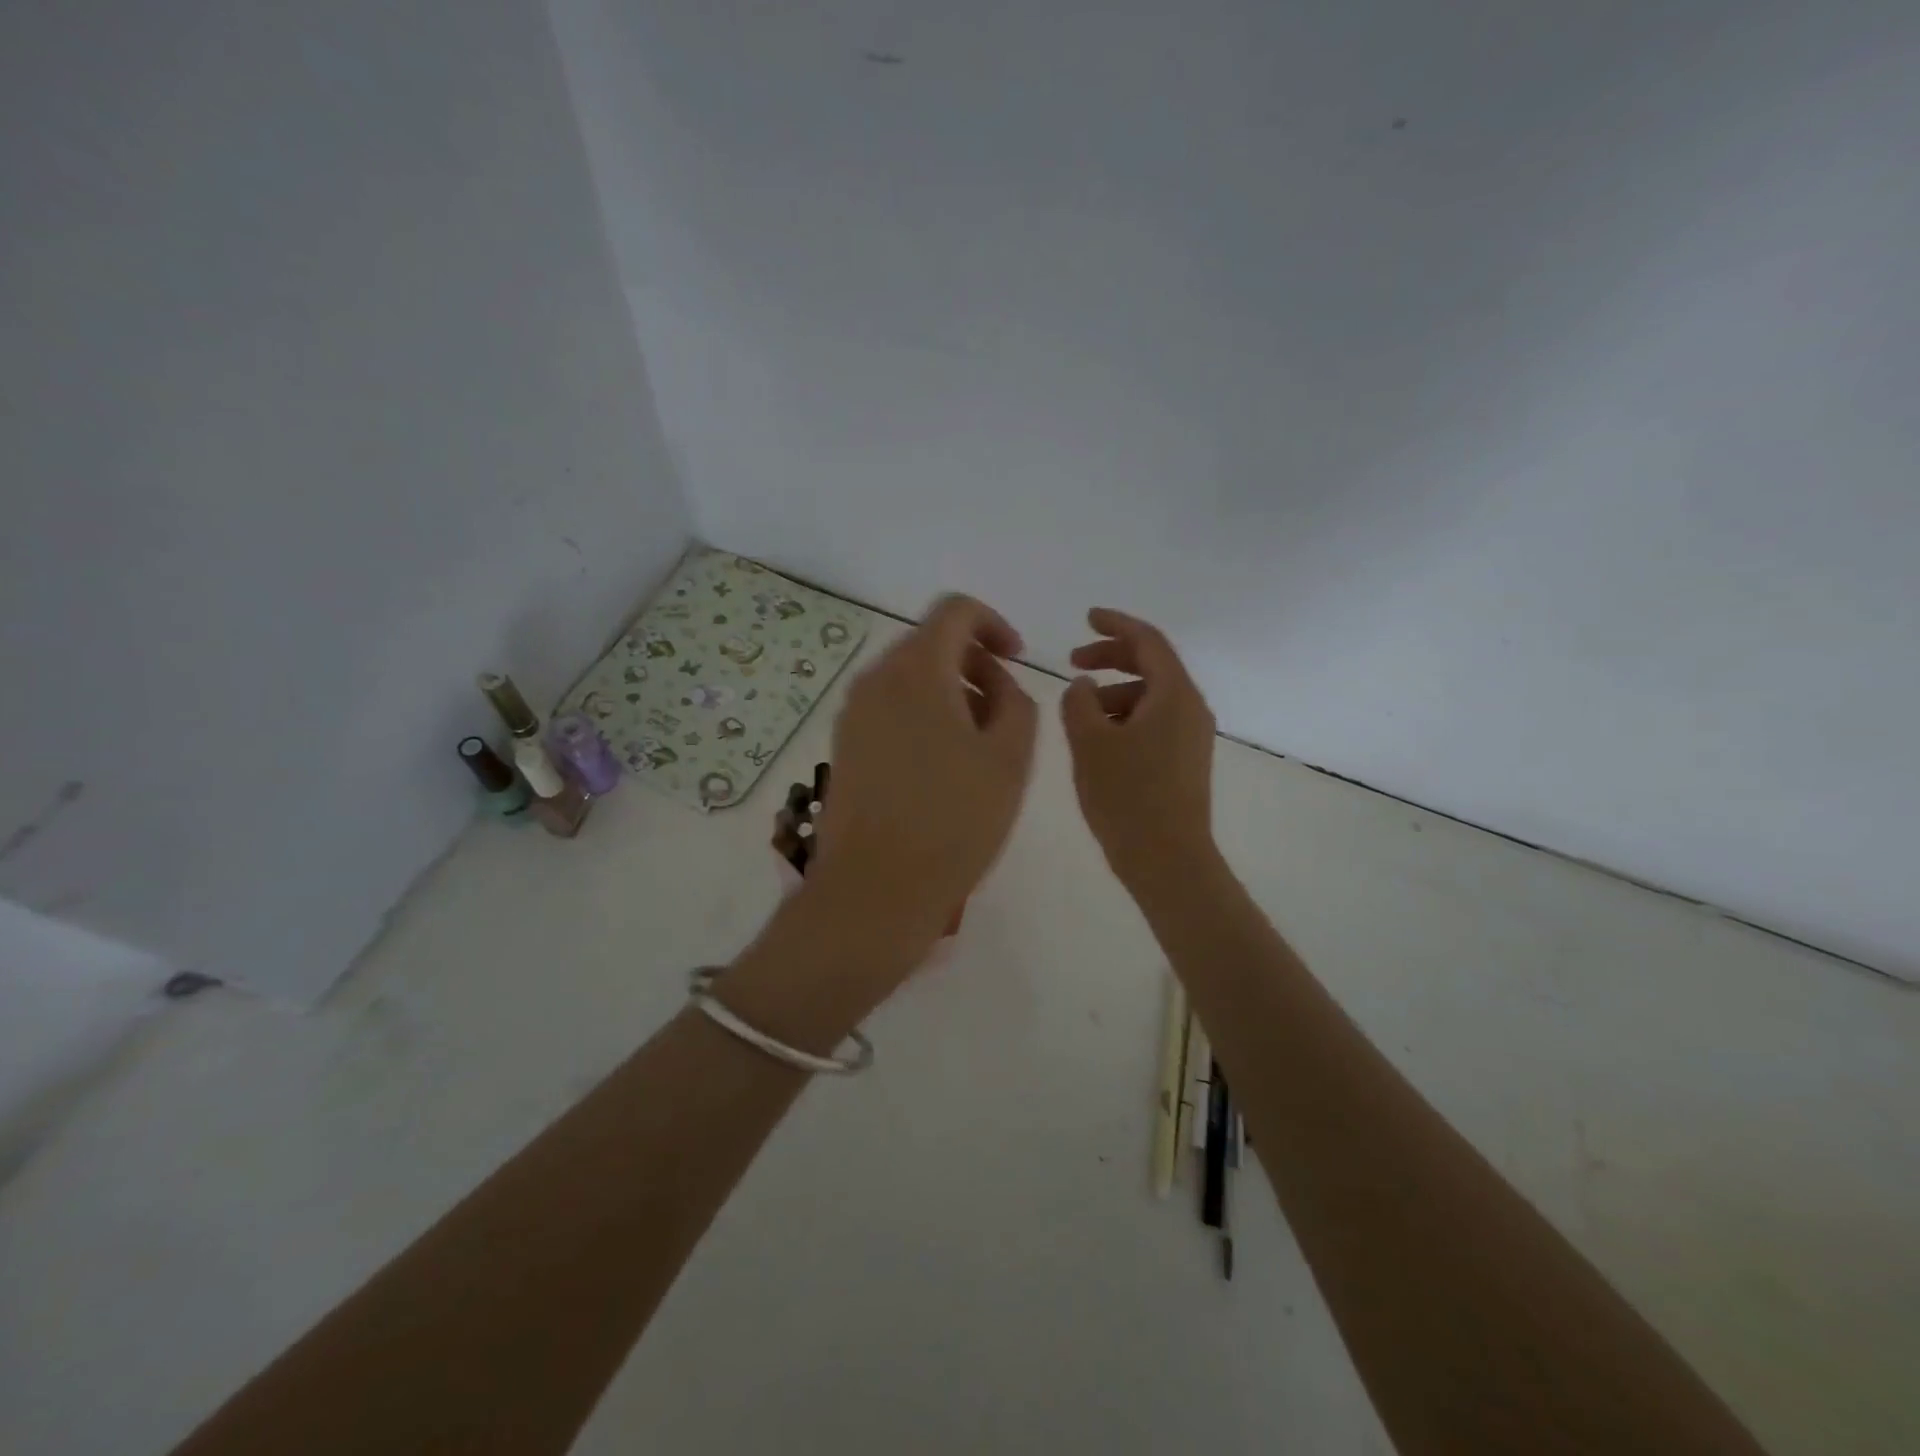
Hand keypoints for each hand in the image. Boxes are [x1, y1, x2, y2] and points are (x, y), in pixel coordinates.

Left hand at [810, 594, 1038, 948]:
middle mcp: (875, 679)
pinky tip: (942, 765)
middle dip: (974, 663)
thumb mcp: (1009, 759)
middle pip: (930, 643)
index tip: (1017, 660)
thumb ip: (1017, 703)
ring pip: (909, 678)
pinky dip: (922, 714)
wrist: (876, 889)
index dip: (994, 624)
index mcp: (916, 670)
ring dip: (950, 692)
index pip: (955, 610)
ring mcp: (853, 714)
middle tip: (1004, 711)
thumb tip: (997, 685)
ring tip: (978, 744)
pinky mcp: (844, 746)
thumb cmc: (953, 821)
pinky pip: (889, 708)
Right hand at [1060, 608, 1216, 886]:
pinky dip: (1125, 717)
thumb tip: (1083, 686)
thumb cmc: (1127, 797)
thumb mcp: (1090, 742)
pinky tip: (1099, 739)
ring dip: (1115, 692)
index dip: (1115, 624)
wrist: (1168, 861)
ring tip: (1079, 712)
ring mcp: (1191, 737)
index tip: (1086, 618)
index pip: (1147, 641)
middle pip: (1151, 666)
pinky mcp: (1185, 762)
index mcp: (1174, 695)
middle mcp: (1191, 709)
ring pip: (1151, 697)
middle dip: (1111, 657)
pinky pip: (1154, 722)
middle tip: (1072, 661)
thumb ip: (1079, 702)